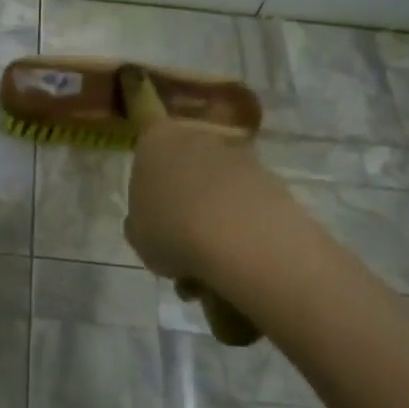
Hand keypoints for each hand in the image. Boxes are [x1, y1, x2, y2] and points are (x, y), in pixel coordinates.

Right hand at [125, 115, 279, 284]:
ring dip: (213, 222)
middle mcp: (196, 137)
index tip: (153, 207)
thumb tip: (152, 222)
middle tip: (180, 246)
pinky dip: (241, 228)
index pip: (148, 141)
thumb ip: (141, 221)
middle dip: (184, 205)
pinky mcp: (270, 176)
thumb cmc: (171, 229)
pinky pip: (245, 203)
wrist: (240, 237)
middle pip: (185, 169)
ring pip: (217, 189)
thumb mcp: (137, 235)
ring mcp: (236, 154)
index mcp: (155, 141)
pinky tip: (236, 262)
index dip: (151, 174)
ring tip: (210, 270)